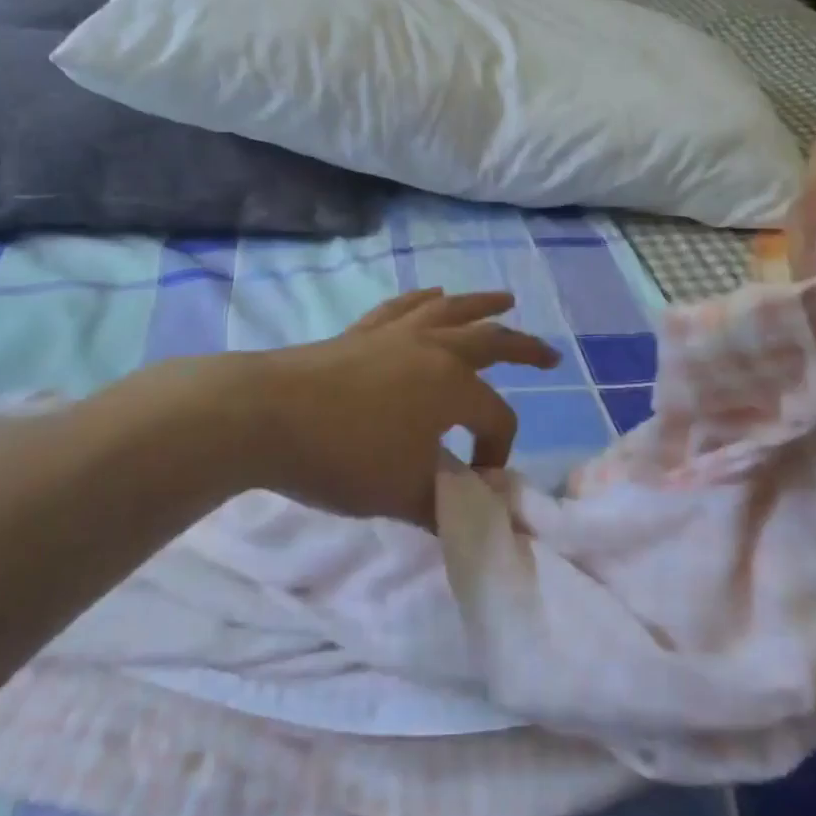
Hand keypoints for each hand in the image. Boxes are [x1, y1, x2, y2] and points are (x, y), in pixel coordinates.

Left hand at [250, 289, 559, 525]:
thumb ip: (445, 508)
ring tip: (504, 299)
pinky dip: (422, 300)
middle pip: (491, 342)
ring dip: (481, 306)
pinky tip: (431, 295)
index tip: (474, 485)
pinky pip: (403, 308)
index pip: (496, 418)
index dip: (496, 453)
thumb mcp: (402, 494)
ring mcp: (396, 335)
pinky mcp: (362, 332)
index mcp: (452, 387)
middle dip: (525, 349)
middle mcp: (433, 351)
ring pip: (450, 311)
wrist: (265, 414)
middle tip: (550, 355)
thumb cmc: (342, 455)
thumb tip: (474, 521)